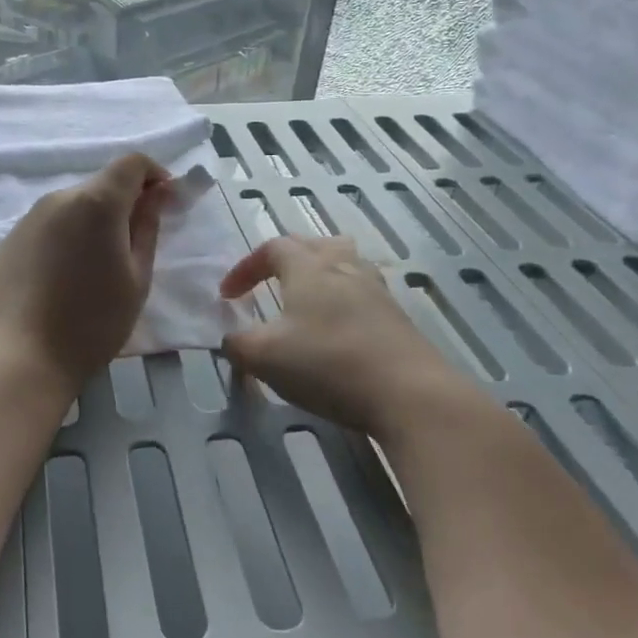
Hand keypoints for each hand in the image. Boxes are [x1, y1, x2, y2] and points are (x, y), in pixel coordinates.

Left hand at [0, 153, 172, 390]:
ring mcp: (30, 217)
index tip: (165, 203)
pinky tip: (65, 275)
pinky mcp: (11, 239)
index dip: (154, 175)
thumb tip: (158, 193)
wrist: (28, 356)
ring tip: (97, 265)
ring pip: (73, 205)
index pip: (131, 163)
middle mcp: (59, 198)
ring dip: (92, 220)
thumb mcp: (138, 276)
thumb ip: (148, 226)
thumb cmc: (96, 320)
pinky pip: (49, 225)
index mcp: (97, 202)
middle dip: (124, 202)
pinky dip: (66, 236)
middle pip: (101, 184)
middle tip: (134, 243)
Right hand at [220, 236, 462, 438]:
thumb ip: (238, 344)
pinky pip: (363, 291)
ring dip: (319, 274)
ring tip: (306, 300)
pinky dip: (343, 300)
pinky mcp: (397, 316)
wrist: (409, 392)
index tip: (228, 296)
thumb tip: (230, 339)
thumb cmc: (328, 364)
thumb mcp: (265, 357)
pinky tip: (338, 329)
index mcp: (308, 268)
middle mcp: (343, 267)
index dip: (246, 267)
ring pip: (344, 263)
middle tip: (267, 284)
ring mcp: (376, 290)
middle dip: (284, 261)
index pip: (272, 247)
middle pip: (312, 245)